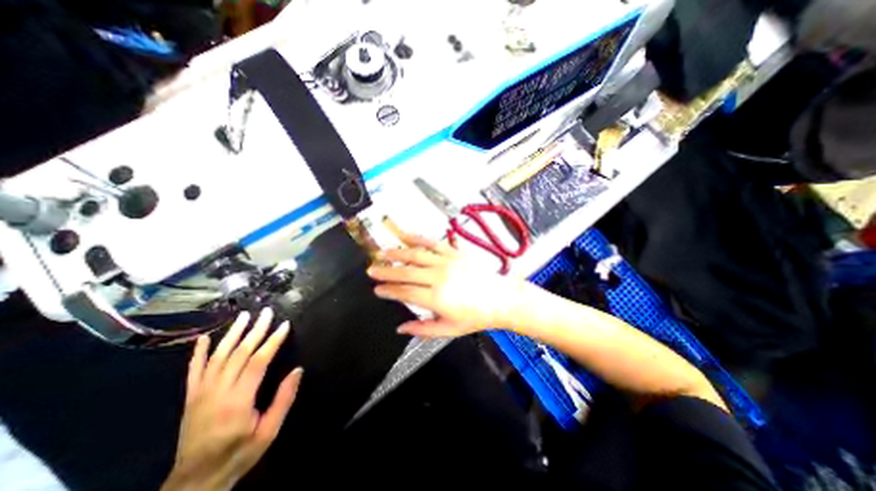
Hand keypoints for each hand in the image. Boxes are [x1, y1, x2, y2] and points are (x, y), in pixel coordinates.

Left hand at [161, 309, 305, 490]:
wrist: (195, 481)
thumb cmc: (239, 453)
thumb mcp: (269, 431)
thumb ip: (284, 399)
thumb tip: (298, 370)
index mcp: (238, 400)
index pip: (258, 362)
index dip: (272, 341)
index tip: (284, 325)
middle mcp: (217, 392)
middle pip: (238, 353)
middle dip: (255, 330)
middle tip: (267, 312)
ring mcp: (200, 393)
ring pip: (218, 356)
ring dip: (232, 334)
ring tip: (244, 316)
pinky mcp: (190, 398)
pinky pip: (193, 371)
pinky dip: (199, 353)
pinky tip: (205, 337)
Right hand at [367, 231, 522, 339]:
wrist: (500, 298)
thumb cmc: (476, 316)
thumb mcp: (449, 330)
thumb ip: (422, 329)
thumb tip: (401, 328)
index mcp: (436, 298)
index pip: (404, 292)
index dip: (388, 290)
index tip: (377, 289)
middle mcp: (439, 277)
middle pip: (406, 272)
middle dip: (386, 271)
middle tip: (371, 270)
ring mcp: (447, 262)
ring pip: (416, 254)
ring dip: (397, 252)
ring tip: (383, 252)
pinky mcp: (455, 253)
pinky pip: (433, 242)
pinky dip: (418, 237)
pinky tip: (406, 234)